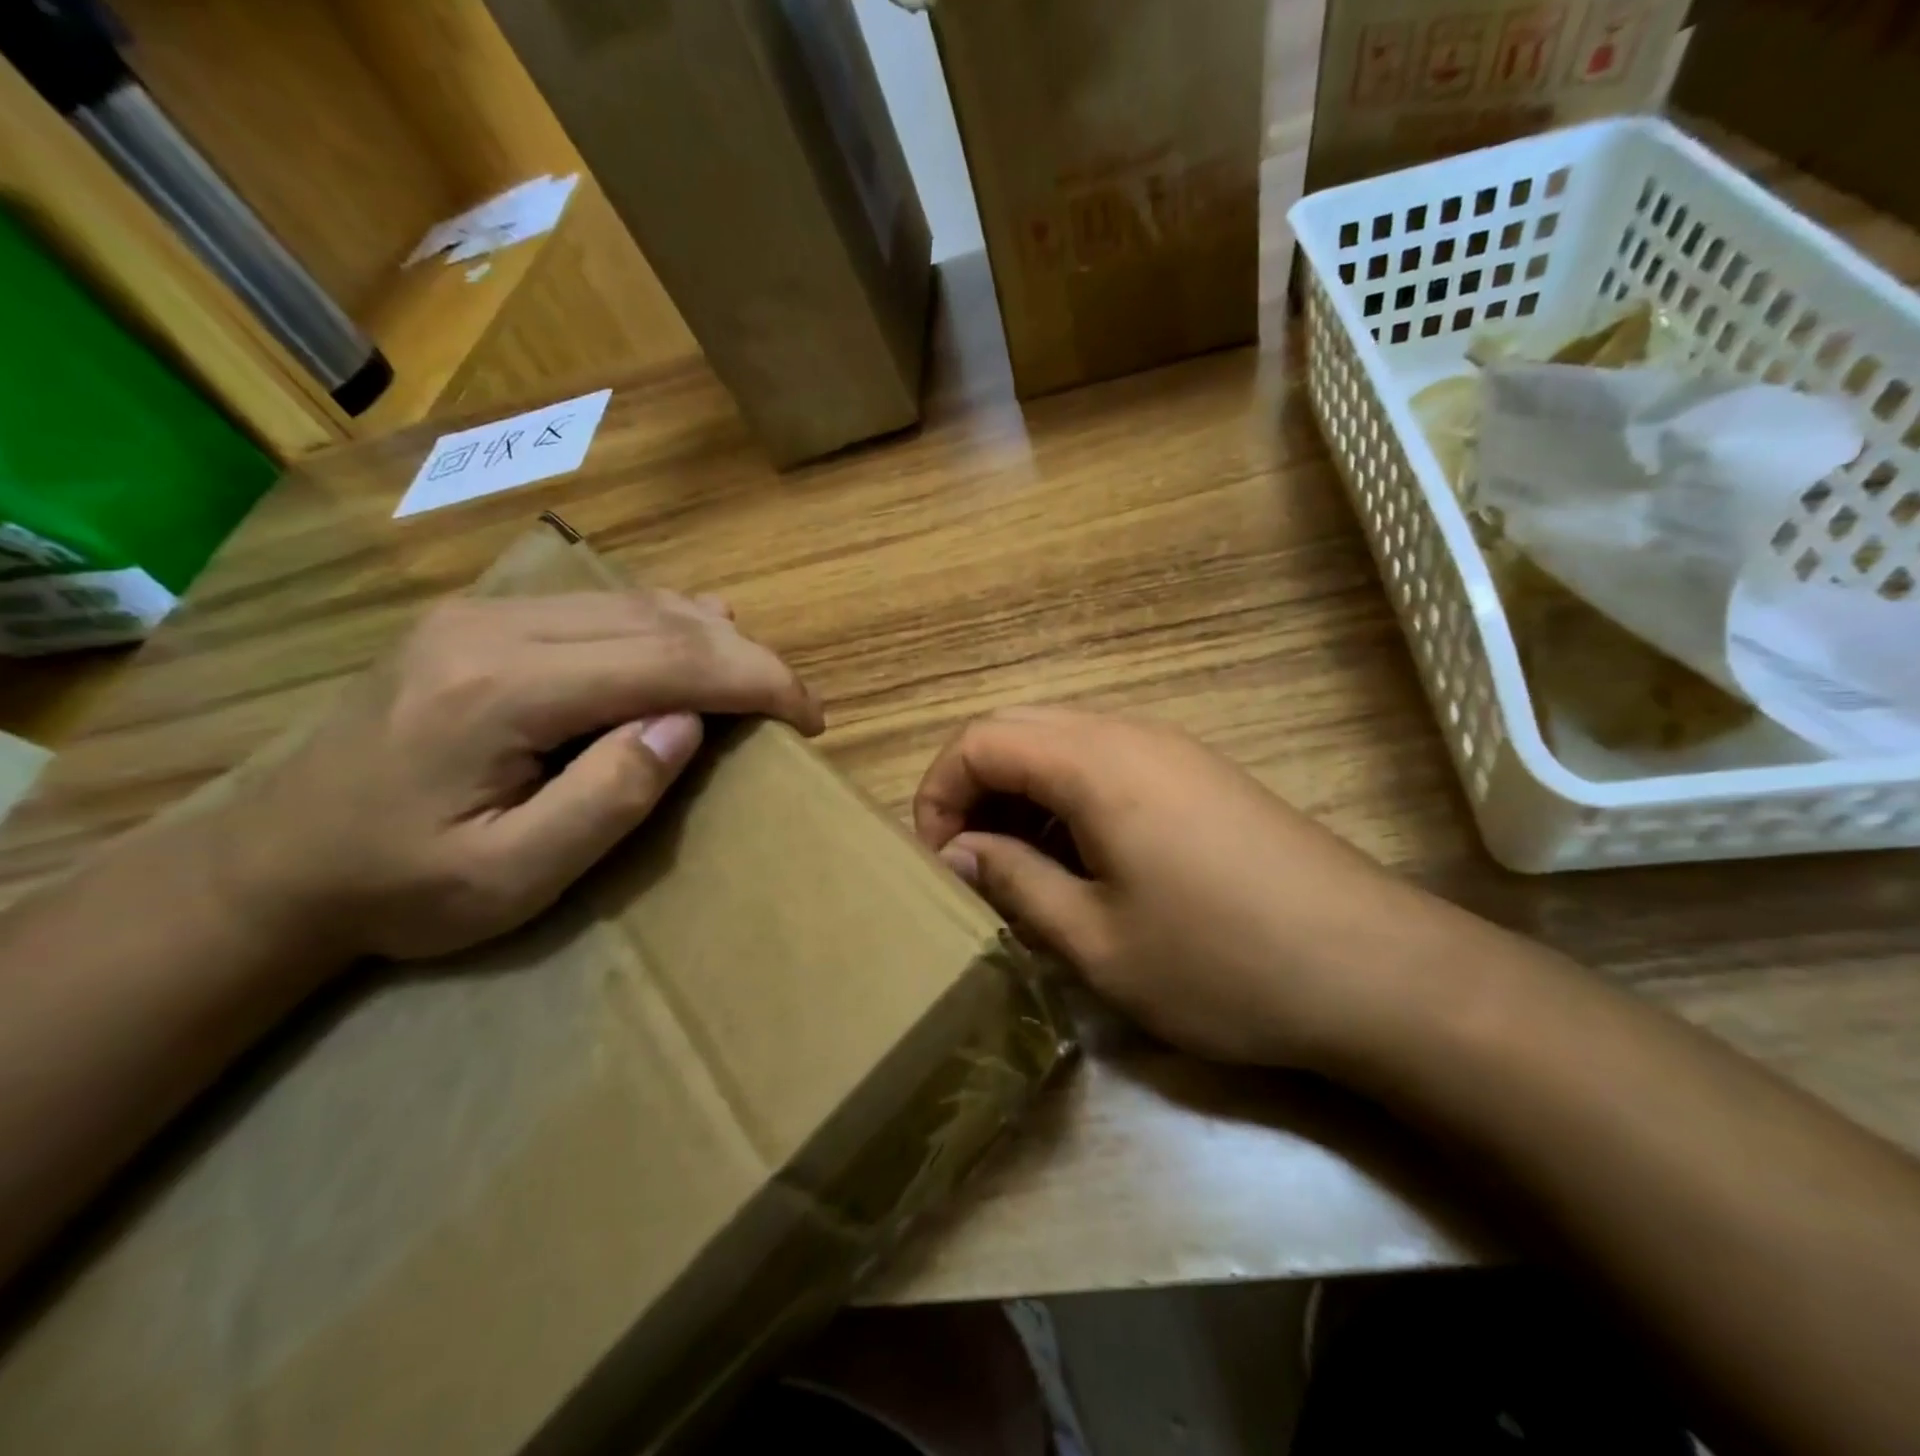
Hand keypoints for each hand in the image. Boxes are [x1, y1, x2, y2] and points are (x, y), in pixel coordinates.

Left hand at [219, 591, 822, 962]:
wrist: (274, 866)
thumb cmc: (399, 890)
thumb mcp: (512, 877)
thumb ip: (607, 797)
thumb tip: (688, 722)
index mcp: (500, 689)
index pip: (666, 659)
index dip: (755, 679)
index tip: (811, 715)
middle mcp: (494, 626)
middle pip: (660, 619)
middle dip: (745, 656)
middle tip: (795, 705)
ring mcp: (483, 614)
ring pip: (636, 602)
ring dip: (712, 638)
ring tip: (757, 684)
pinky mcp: (481, 621)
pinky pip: (602, 606)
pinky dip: (667, 626)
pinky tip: (692, 644)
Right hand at [913, 708, 1450, 1068]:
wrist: (1375, 971)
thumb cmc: (1221, 961)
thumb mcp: (1096, 939)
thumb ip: (1013, 881)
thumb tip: (954, 852)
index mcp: (1094, 762)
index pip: (979, 739)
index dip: (937, 793)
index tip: (935, 862)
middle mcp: (1129, 734)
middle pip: (1018, 730)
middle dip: (973, 790)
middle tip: (967, 865)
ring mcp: (1171, 750)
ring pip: (1062, 744)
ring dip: (1020, 796)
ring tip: (1016, 870)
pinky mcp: (1199, 776)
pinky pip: (1106, 765)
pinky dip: (1066, 800)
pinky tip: (1080, 863)